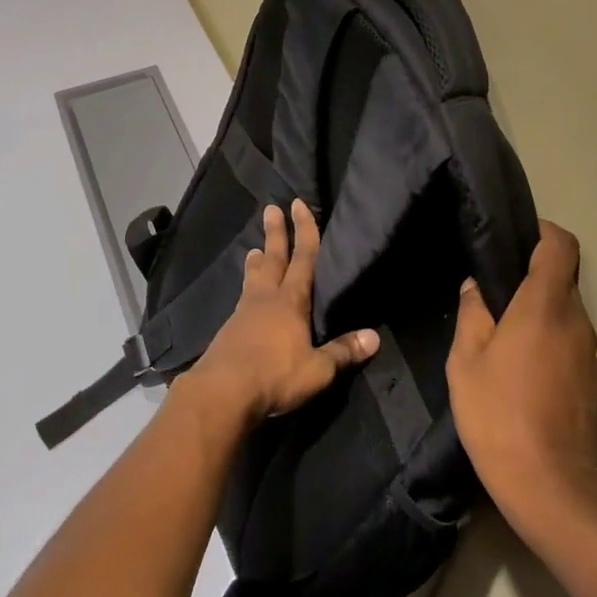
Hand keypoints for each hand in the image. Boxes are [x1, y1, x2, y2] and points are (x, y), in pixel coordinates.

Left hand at [183, 200, 378, 423]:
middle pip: (273, 258)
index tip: (298, 204)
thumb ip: (343, 352)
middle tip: (271, 208)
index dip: (304, 230)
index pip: (302, 258)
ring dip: (257, 261)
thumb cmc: (275, 376)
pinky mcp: (230, 329)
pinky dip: (247, 287)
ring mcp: (244, 312)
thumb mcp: (317, 370)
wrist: (222, 392)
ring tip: (254, 249)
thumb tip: (374, 337)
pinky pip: (243, 298)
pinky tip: (245, 296)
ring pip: (254, 277)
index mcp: (291, 301)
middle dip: (276, 233)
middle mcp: (266, 298)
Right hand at [448, 221, 596, 534]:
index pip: (561, 246)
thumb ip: (472, 314)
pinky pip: (571, 345)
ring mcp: (590, 356)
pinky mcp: (593, 385)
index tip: (516, 237)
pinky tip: (522, 370)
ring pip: (567, 314)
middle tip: (495, 291)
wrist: (548, 487)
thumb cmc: (498, 414)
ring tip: (504, 334)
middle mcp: (577, 323)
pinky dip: (550, 342)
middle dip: (532, 276)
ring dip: (540, 313)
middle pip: (564, 280)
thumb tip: (476, 286)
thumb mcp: (465, 361)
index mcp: (545, 307)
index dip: (543, 231)